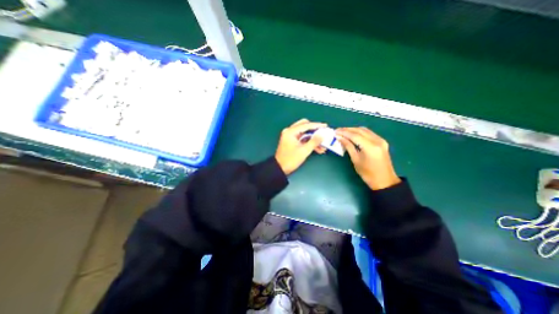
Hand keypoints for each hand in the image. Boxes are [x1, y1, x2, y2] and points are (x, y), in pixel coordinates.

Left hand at [275, 119, 328, 175]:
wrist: (280, 169)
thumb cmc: (291, 159)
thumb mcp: (304, 151)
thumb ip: (314, 141)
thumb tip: (322, 135)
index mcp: (291, 132)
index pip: (306, 125)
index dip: (317, 125)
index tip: (325, 126)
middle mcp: (290, 132)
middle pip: (304, 126)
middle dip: (314, 130)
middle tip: (323, 133)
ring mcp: (290, 136)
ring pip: (304, 133)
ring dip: (313, 138)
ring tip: (323, 145)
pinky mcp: (291, 142)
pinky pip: (302, 139)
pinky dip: (309, 142)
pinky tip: (317, 149)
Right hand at [334, 127, 399, 189]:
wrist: (384, 181)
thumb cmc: (368, 173)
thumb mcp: (355, 160)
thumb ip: (348, 146)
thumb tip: (340, 138)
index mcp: (370, 147)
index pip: (354, 135)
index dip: (344, 132)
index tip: (335, 132)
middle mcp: (377, 140)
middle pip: (360, 130)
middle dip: (348, 129)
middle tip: (338, 131)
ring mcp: (381, 140)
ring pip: (365, 130)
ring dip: (354, 130)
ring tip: (344, 132)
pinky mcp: (382, 142)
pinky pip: (369, 133)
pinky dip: (360, 132)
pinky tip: (353, 135)